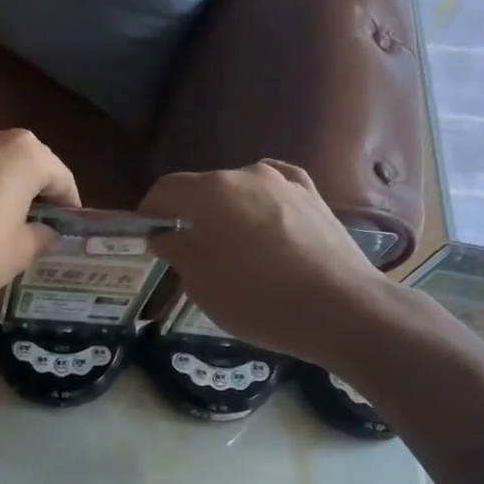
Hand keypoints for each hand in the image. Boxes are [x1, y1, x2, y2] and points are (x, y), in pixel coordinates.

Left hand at [0, 125, 80, 306]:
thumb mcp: (20, 252)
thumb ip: (42, 235)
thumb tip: (46, 231)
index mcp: (25, 153)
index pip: (61, 178)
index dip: (68, 206)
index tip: (67, 229)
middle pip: (26, 165)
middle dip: (34, 193)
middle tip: (37, 226)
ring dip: (2, 188)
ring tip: (2, 223)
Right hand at [142, 161, 390, 364]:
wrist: (338, 308)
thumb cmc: (255, 298)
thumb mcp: (200, 283)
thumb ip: (177, 251)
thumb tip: (166, 236)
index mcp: (210, 192)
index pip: (167, 189)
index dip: (149, 211)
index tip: (144, 235)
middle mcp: (247, 174)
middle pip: (204, 189)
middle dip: (188, 215)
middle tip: (184, 250)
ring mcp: (285, 184)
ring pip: (241, 191)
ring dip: (226, 213)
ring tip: (228, 247)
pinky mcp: (315, 198)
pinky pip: (275, 193)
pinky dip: (259, 207)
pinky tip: (261, 223)